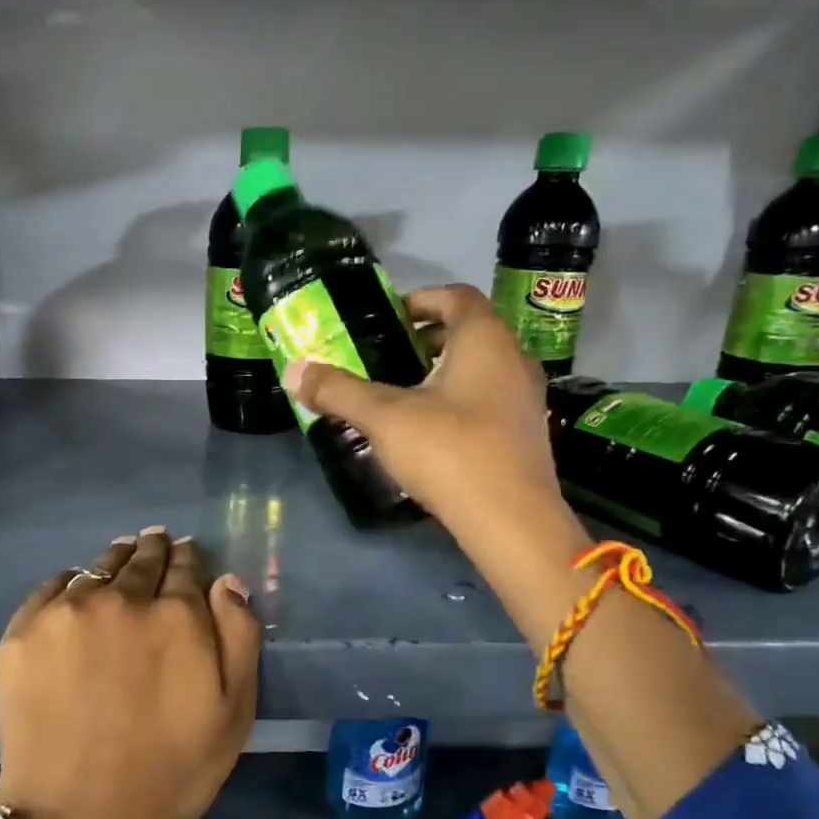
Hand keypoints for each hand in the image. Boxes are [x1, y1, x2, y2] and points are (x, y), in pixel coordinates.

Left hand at [0, 530, 260, 818]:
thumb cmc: (168, 773)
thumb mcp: (233, 714)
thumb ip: (239, 637)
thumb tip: (226, 581)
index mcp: (175, 615)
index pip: (186, 566)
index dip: (189, 558)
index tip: (188, 553)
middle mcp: (121, 599)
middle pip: (141, 559)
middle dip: (154, 550)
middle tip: (155, 542)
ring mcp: (67, 612)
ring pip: (98, 567)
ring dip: (115, 560)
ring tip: (121, 556)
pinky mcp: (24, 631)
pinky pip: (52, 586)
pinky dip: (70, 582)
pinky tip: (76, 588)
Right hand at [286, 283, 565, 526]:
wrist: (511, 521)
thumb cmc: (449, 451)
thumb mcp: (384, 417)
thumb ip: (338, 391)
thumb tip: (293, 370)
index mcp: (484, 340)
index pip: (456, 297)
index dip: (420, 299)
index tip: (386, 318)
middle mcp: (513, 359)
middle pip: (469, 331)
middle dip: (426, 338)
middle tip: (386, 356)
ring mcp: (525, 398)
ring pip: (480, 367)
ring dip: (442, 371)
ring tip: (401, 393)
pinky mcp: (524, 433)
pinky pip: (488, 398)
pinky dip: (458, 399)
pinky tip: (429, 429)